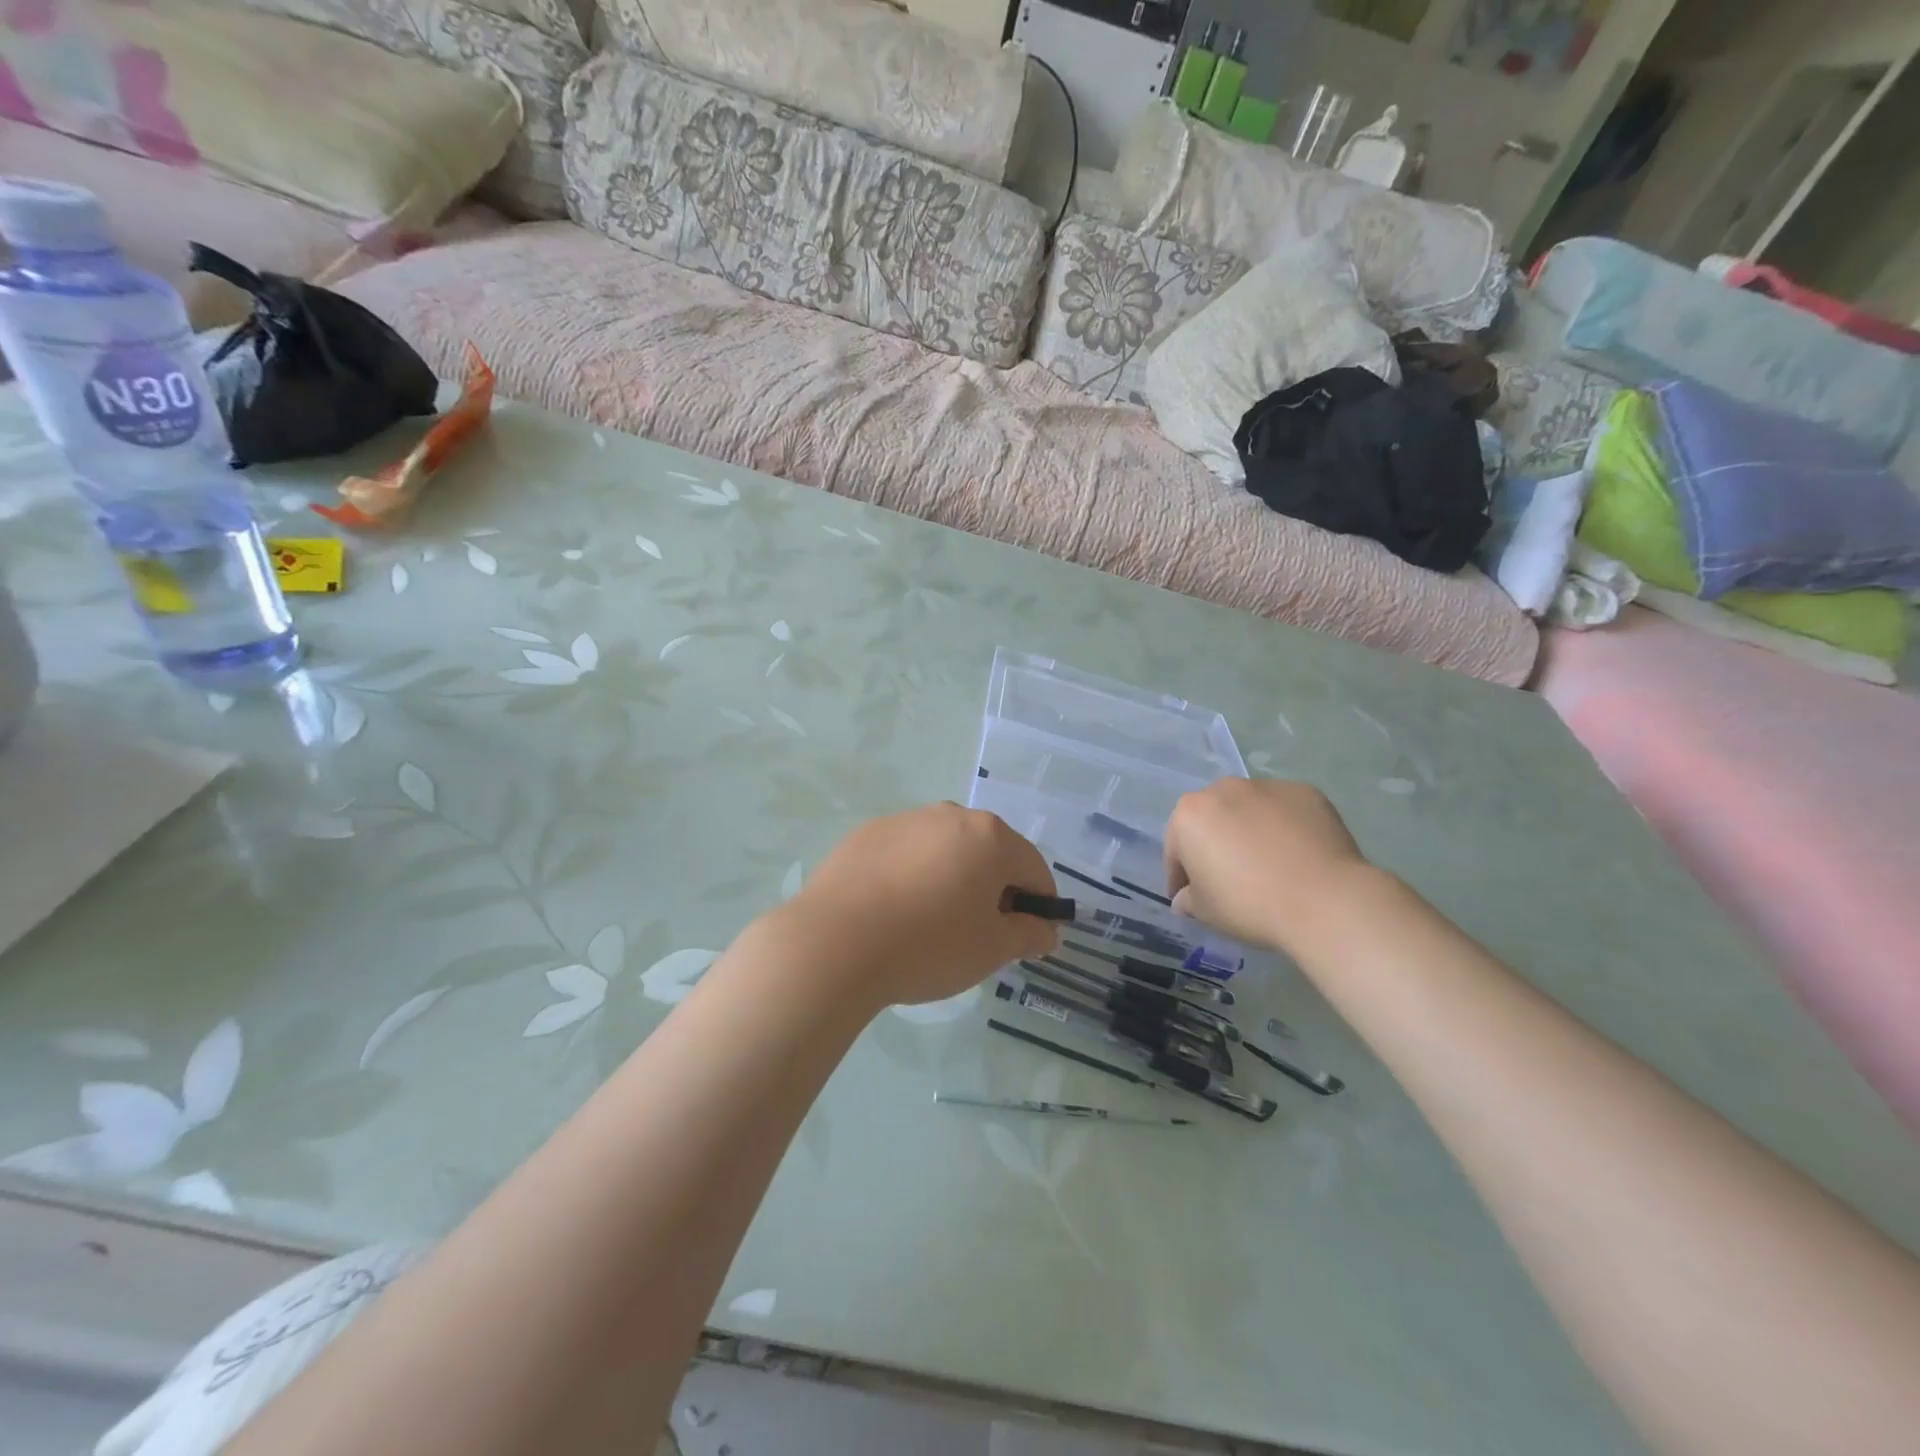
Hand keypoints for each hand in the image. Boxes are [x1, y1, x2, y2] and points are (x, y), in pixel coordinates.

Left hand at [783, 804, 1058, 1010]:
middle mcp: (951, 815)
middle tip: (978, 934)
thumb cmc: (929, 945)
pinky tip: (894, 912)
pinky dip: (912, 876)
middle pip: (989, 853)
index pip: (1033, 869)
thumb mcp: (992, 950)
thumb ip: (1028, 934)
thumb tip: (1045, 929)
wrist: (835, 943)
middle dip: (994, 889)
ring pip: (945, 850)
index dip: (1038, 905)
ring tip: (931, 924)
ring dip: (952, 878)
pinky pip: (907, 853)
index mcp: (990, 837)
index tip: (1027, 938)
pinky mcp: (867, 833)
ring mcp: (905, 820)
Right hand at [1164, 779, 1374, 954]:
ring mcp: (1267, 786)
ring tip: (1269, 865)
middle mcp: (1224, 789)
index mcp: (1190, 814)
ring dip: (1250, 832)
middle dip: (1215, 844)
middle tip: (1230, 878)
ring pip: (1249, 811)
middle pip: (1213, 820)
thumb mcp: (1205, 911)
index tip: (1191, 897)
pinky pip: (1285, 811)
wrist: (1324, 900)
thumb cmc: (1249, 904)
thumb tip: (1186, 898)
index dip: (1181, 876)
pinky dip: (1285, 828)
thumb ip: (1187, 899)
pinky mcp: (1306, 792)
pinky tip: (1297, 855)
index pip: (1176, 848)